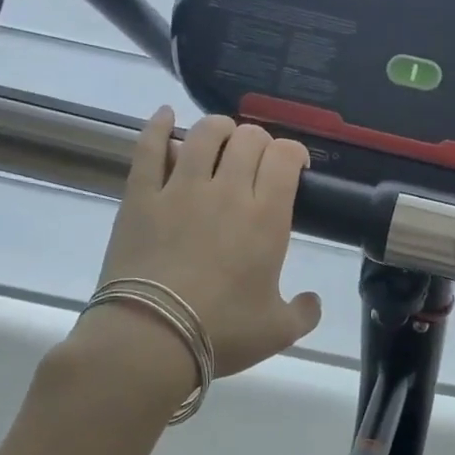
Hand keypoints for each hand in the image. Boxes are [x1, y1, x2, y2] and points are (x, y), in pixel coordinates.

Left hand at [67, 109, 322, 397]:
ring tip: (222, 138)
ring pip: (204, 133)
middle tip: (258, 160)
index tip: (295, 167)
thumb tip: (313, 301)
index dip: (294, 153)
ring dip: (219, 128)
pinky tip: (164, 115)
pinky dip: (157, 126)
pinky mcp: (141, 196)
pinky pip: (149, 148)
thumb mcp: (279, 330)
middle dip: (260, 141)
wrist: (150, 339)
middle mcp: (228, 191)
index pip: (285, 157)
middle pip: (249, 138)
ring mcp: (181, 189)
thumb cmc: (222, 332)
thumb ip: (305, 312)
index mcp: (267, 216)